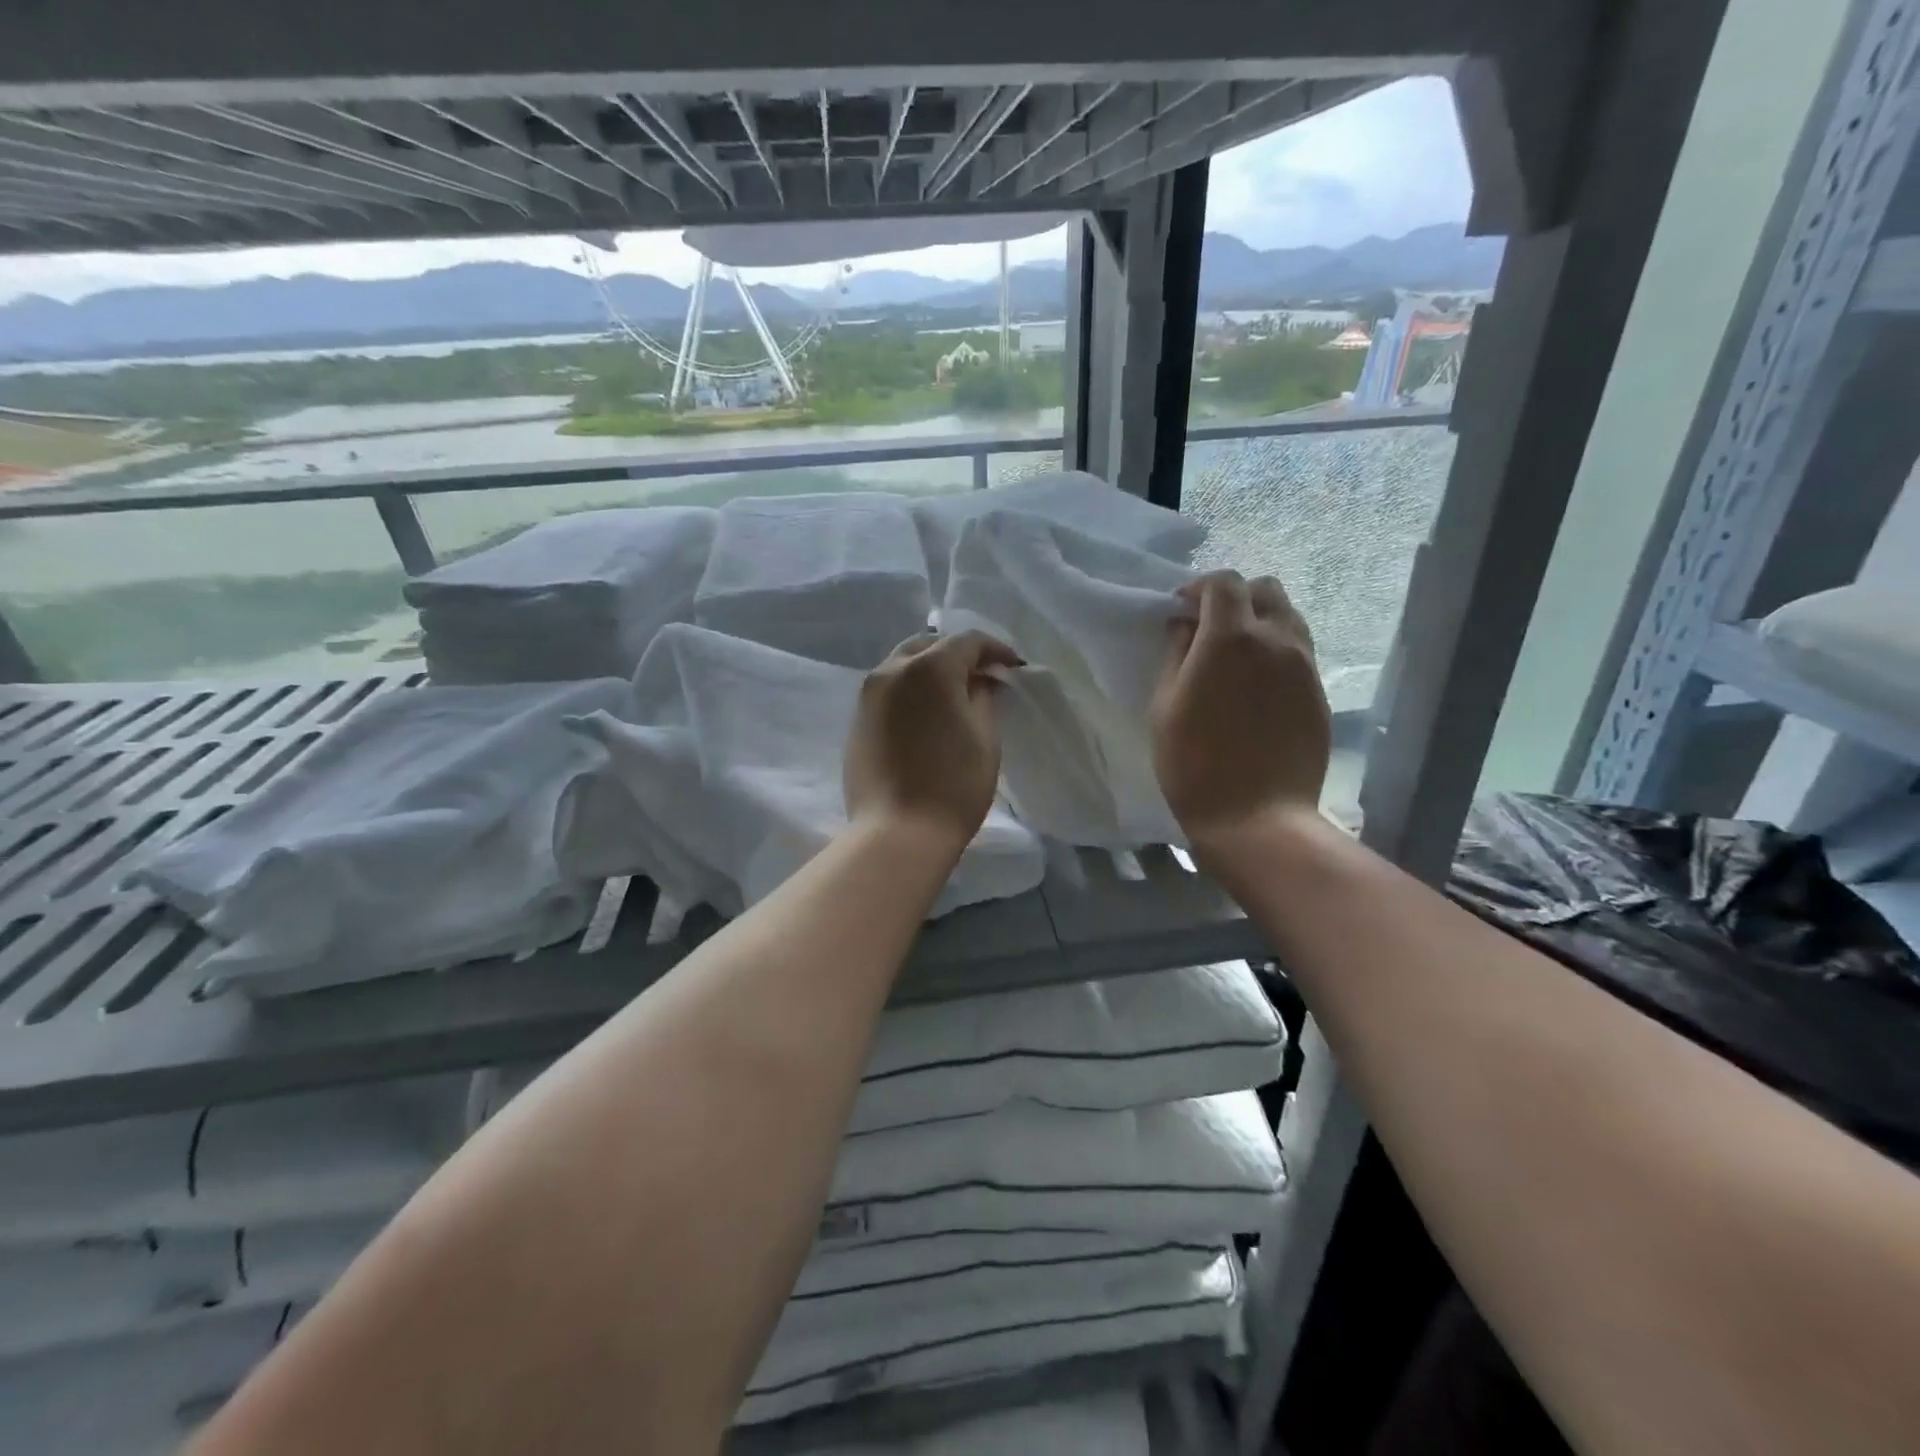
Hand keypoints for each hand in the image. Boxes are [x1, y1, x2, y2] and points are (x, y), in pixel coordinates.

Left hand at [844, 630, 1020, 850]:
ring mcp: (868, 696)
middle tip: (982, 677)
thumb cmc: (953, 786)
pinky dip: (910, 692)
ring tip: (954, 695)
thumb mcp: (985, 739)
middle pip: (928, 646)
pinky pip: (888, 691)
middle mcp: (891, 671)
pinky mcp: (857, 721)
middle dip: (958, 655)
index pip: (967, 641)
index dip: (995, 650)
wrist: (897, 834)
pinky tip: (926, 716)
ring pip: (903, 666)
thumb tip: (980, 681)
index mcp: (929, 668)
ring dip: (930, 672)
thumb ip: (984, 698)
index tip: (1013, 667)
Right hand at [1150, 571, 1330, 848]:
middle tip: (1210, 627)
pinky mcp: (1318, 691)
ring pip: (1288, 617)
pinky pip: (1299, 650)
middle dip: (1235, 597)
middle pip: (1264, 589)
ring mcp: (1304, 665)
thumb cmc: (1194, 763)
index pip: (1223, 583)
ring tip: (1236, 653)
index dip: (1199, 588)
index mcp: (1230, 638)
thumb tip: (1185, 625)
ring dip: (1260, 620)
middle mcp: (1276, 640)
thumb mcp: (1165, 705)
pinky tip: (1256, 683)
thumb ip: (1176, 654)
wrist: (1256, 816)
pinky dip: (1277, 649)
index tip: (1181, 610)